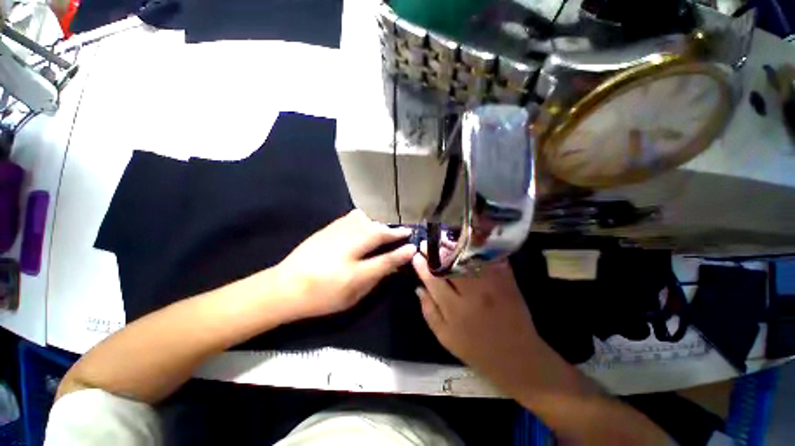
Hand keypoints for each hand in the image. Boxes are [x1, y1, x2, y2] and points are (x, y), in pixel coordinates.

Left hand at [276, 210, 414, 319]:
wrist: (284, 287)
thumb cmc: (321, 297)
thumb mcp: (352, 295)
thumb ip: (375, 278)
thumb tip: (393, 265)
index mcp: (353, 270)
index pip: (385, 258)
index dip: (401, 251)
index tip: (413, 244)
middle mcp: (346, 248)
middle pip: (377, 233)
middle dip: (393, 231)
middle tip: (404, 231)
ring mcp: (336, 234)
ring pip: (365, 221)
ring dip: (380, 224)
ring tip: (386, 229)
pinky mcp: (328, 228)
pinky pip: (352, 217)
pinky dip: (365, 219)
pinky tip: (367, 223)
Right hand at [412, 254, 544, 389]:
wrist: (518, 358)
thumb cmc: (476, 351)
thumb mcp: (446, 337)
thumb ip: (429, 312)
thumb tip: (418, 288)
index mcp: (455, 310)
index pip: (433, 280)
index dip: (422, 265)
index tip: (415, 255)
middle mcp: (472, 294)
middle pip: (450, 265)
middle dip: (435, 251)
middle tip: (426, 243)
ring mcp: (492, 285)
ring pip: (468, 258)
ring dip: (453, 247)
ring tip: (443, 240)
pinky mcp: (507, 281)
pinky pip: (489, 259)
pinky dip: (478, 249)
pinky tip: (467, 242)